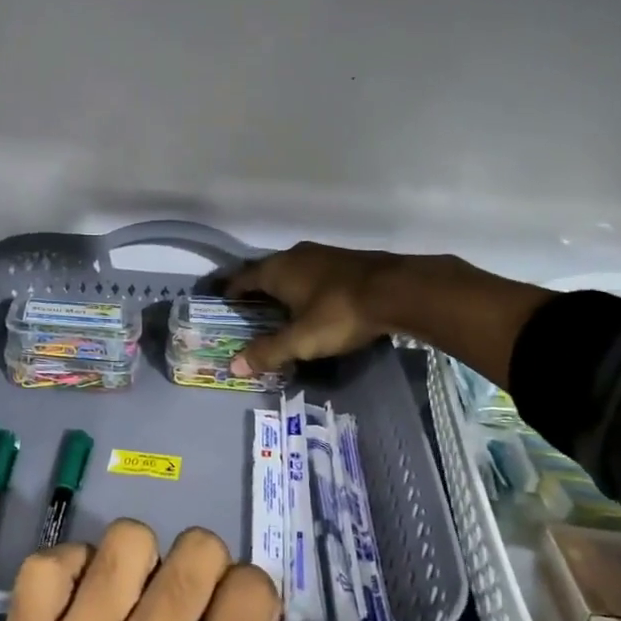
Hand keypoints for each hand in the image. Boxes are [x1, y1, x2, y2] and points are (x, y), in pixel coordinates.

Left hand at [0, 521, 380, 620]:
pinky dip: (72, 569)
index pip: (248, 589)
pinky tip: (86, 603)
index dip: (253, 595)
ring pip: (125, 543)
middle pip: (193, 553)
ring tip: (140, 602)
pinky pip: (46, 567)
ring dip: (145, 562)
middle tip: (194, 608)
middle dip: (208, 569)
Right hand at [222, 242, 397, 375]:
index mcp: (277, 269)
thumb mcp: (301, 340)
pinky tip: (313, 302)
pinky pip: (313, 273)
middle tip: (248, 310)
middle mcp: (294, 255)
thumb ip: (268, 352)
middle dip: (256, 290)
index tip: (222, 303)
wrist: (397, 290)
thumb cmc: (339, 313)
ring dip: (283, 288)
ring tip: (280, 308)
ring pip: (292, 270)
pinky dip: (305, 287)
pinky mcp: (345, 260)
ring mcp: (322, 254)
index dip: (230, 291)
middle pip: (266, 272)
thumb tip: (233, 366)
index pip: (242, 278)